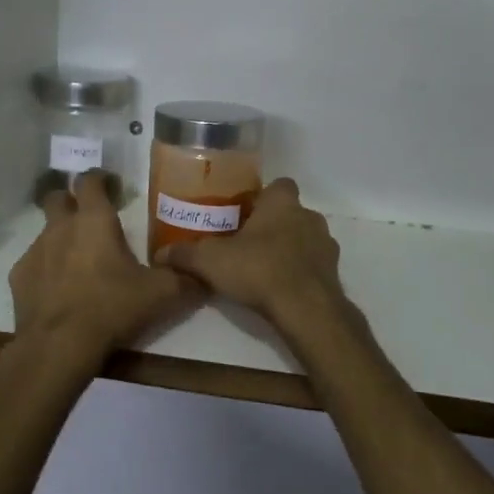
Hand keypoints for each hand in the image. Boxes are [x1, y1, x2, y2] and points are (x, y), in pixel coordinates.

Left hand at [8, 170, 201, 377]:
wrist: (58, 346)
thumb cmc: (111, 308)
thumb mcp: (160, 295)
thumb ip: (185, 280)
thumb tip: (205, 276)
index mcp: (94, 219)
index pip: (90, 179)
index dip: (100, 178)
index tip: (112, 187)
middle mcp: (60, 226)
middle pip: (58, 197)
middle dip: (71, 201)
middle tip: (90, 220)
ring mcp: (35, 250)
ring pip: (46, 231)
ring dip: (60, 239)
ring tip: (78, 263)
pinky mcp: (18, 278)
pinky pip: (33, 263)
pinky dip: (45, 270)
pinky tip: (59, 292)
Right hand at [155, 178, 346, 332]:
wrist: (305, 308)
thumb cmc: (259, 269)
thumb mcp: (211, 261)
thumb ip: (185, 254)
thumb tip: (159, 254)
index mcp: (282, 202)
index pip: (279, 185)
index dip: (264, 197)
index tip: (246, 213)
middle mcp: (308, 216)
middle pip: (291, 213)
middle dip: (273, 225)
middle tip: (248, 244)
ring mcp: (326, 245)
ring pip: (305, 239)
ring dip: (290, 249)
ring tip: (264, 269)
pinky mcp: (334, 273)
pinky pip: (314, 265)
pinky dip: (301, 273)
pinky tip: (282, 289)